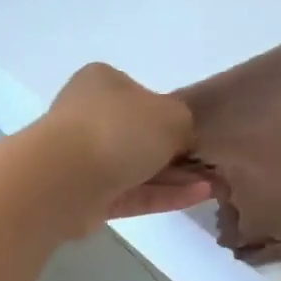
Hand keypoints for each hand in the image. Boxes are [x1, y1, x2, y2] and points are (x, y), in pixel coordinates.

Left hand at [38, 63, 209, 229]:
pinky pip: (133, 194)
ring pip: (138, 168)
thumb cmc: (119, 129)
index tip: (196, 134)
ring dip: (176, 177)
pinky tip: (199, 196)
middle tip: (211, 166)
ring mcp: (85, 159)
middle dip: (176, 153)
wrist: (65, 177)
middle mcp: (90, 116)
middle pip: (140, 135)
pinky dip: (164, 195)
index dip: (171, 115)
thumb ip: (184, 123)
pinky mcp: (88, 197)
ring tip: (215, 185)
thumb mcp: (171, 115)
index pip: (143, 96)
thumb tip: (181, 138)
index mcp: (103, 83)